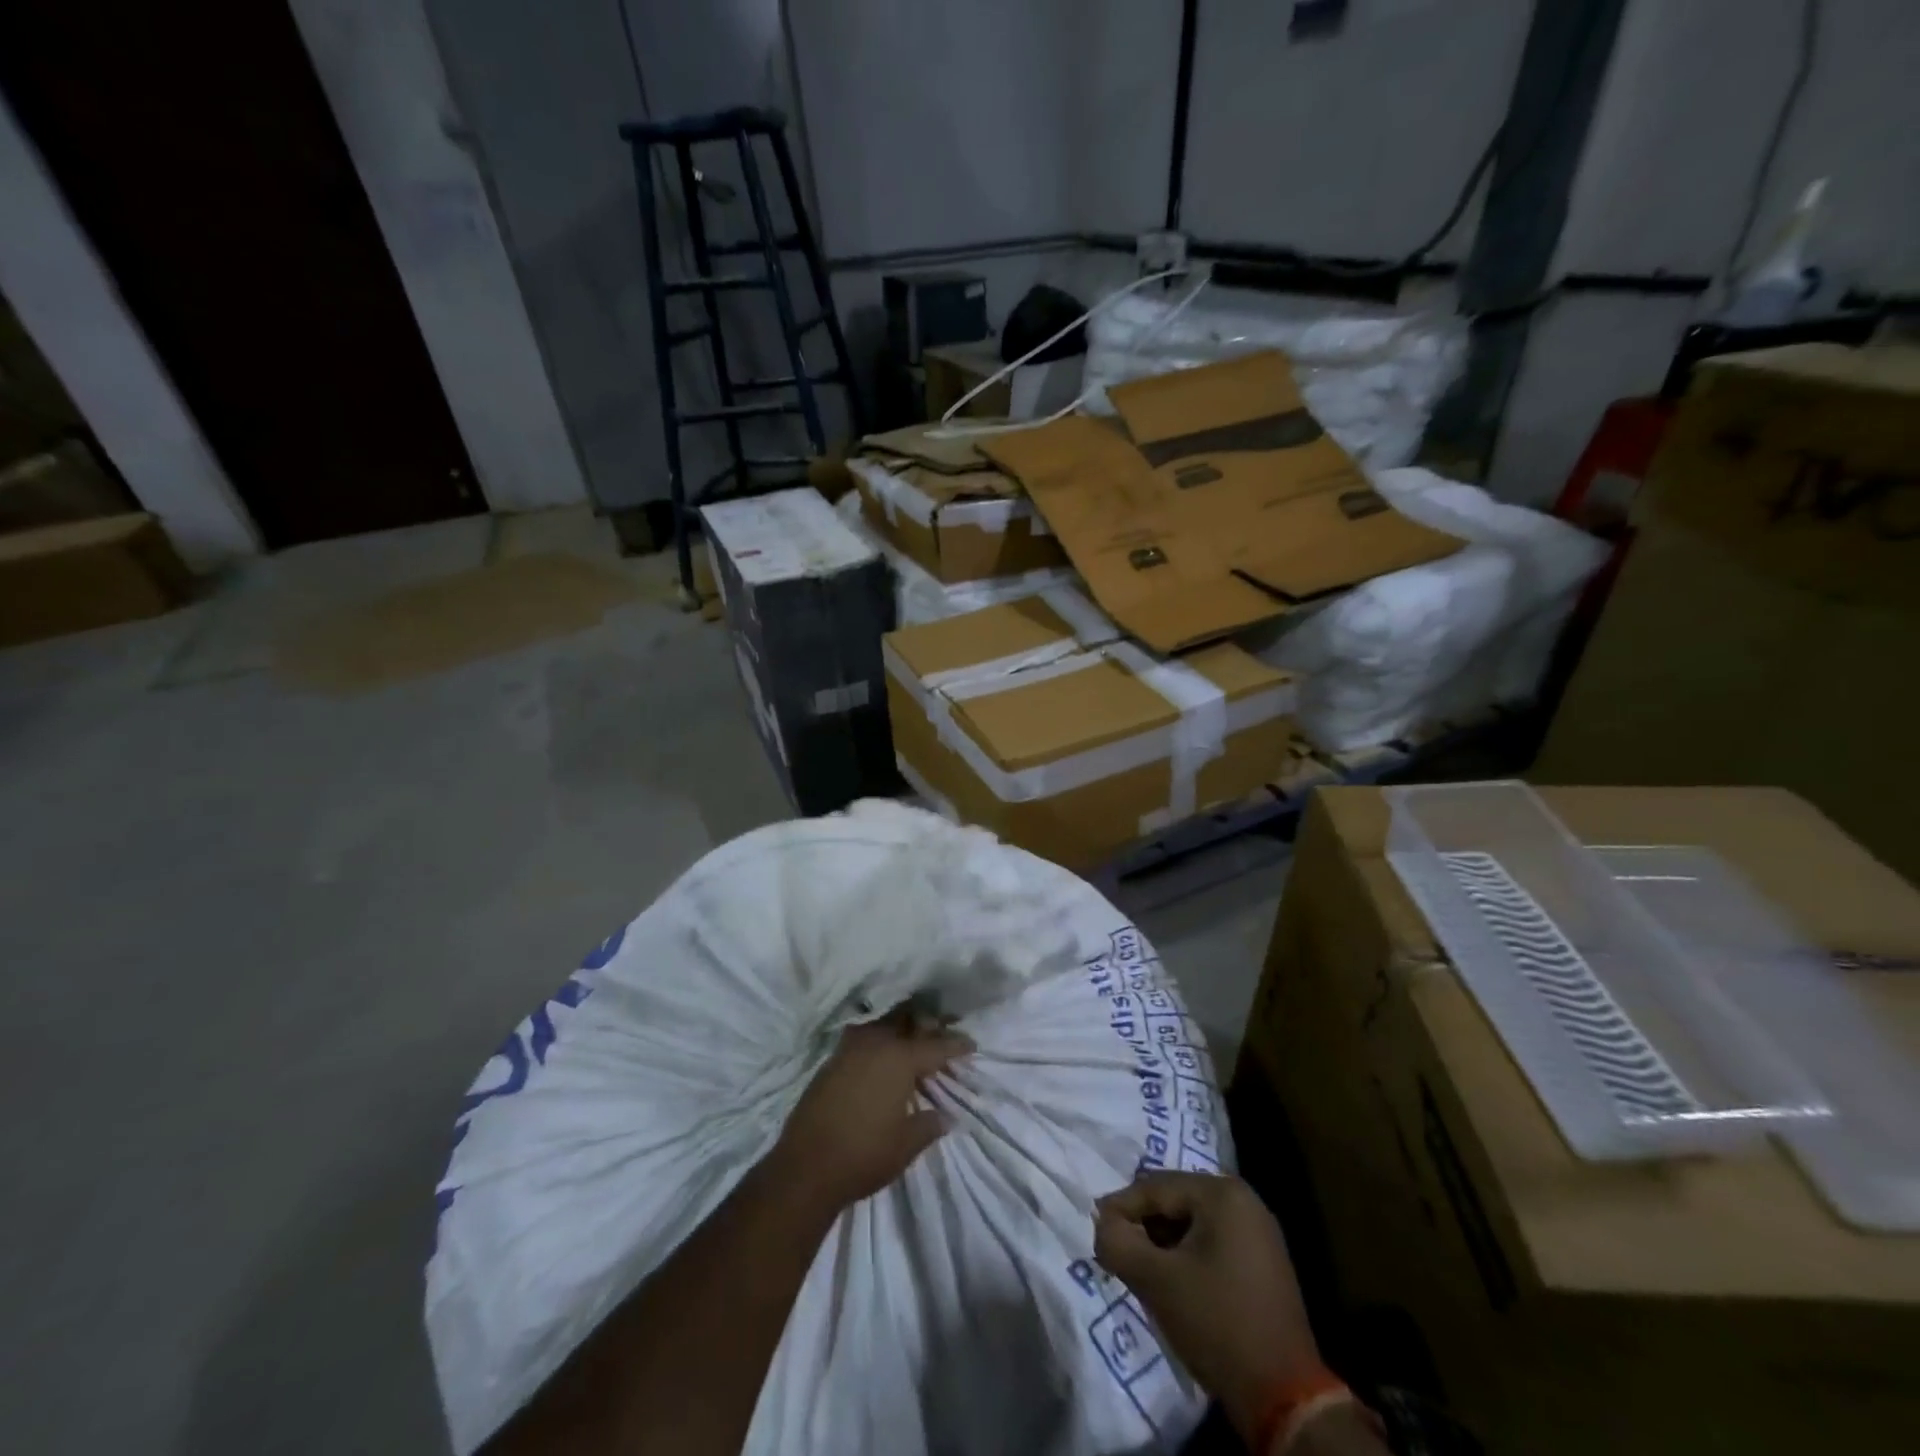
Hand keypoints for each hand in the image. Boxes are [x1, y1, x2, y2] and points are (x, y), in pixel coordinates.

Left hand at [770, 1014, 973, 1212]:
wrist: (805, 1168)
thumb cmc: (864, 1155)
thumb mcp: (906, 1144)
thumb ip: (929, 1125)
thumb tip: (945, 1116)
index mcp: (899, 1059)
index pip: (936, 1046)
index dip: (956, 1046)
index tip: (971, 1044)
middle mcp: (875, 1044)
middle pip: (908, 1023)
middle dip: (928, 1027)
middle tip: (942, 1035)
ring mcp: (849, 1050)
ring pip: (882, 1026)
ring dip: (900, 1030)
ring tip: (913, 1043)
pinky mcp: (831, 1061)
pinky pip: (862, 1038)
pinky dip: (878, 1041)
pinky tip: (882, 1057)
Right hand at [1094, 1172, 1318, 1442]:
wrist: (1284, 1396)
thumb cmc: (1217, 1324)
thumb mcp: (1156, 1281)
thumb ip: (1118, 1242)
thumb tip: (1102, 1224)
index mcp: (1221, 1193)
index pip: (1154, 1186)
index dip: (1120, 1208)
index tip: (1096, 1232)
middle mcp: (1244, 1200)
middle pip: (1174, 1200)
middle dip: (1143, 1225)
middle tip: (1117, 1250)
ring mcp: (1258, 1231)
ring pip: (1192, 1222)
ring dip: (1162, 1242)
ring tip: (1140, 1268)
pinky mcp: (1264, 1261)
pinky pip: (1212, 1241)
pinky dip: (1186, 1255)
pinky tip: (1172, 1281)